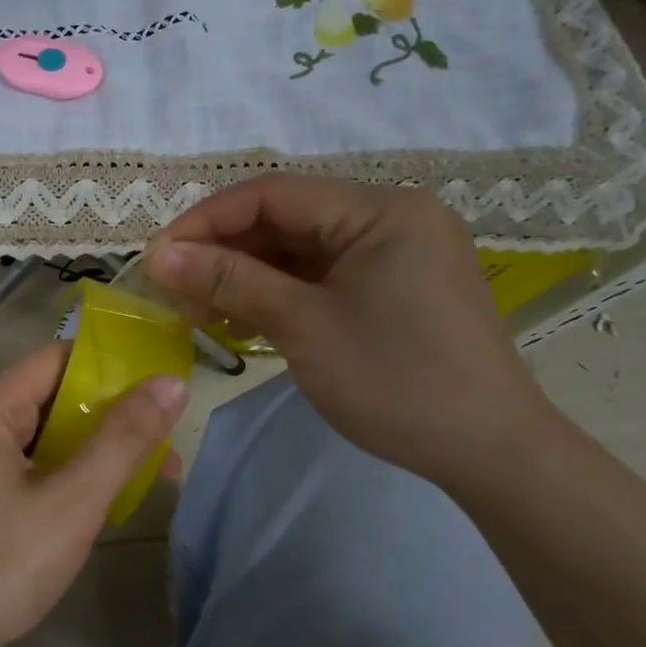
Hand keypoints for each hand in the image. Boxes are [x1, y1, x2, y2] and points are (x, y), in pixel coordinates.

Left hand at [0, 345, 187, 646]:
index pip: (56, 360)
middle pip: (43, 397)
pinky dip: (48, 471)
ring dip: (79, 451)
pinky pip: (7, 461)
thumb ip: (124, 440)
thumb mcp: (73, 504)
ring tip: (134, 479)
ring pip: (28, 434)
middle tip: (159, 450)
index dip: (110, 373)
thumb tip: (171, 383)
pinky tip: (81, 501)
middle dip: (102, 421)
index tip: (157, 397)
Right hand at [145, 174, 553, 487]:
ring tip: (198, 312)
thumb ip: (229, 281)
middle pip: (284, 219)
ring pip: (298, 250)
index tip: (156, 257)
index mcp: (381, 210)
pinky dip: (276, 294)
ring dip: (244, 276)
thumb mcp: (303, 326)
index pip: (273, 194)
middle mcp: (390, 217)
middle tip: (172, 290)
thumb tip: (158, 256)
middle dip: (223, 252)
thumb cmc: (396, 381)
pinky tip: (241, 322)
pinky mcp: (390, 286)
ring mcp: (393, 253)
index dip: (206, 220)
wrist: (489, 452)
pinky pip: (319, 276)